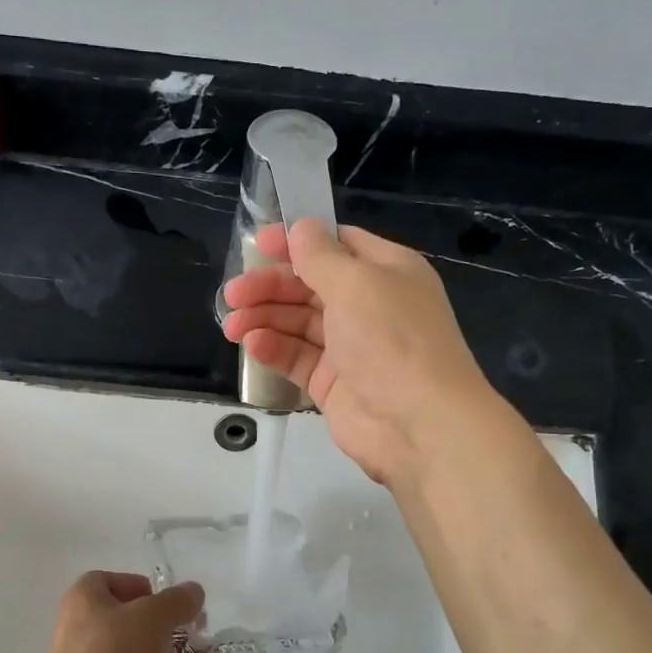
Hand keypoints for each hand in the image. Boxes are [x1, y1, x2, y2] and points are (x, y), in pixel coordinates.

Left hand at [32, 572, 212, 652]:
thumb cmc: (115, 651)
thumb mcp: (153, 616)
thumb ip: (178, 601)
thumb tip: (194, 591)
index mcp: (85, 602)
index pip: (107, 582)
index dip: (138, 586)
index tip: (167, 599)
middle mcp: (87, 633)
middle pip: (131, 622)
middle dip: (168, 626)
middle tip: (198, 630)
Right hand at [221, 219, 494, 485]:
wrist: (419, 424)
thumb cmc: (392, 340)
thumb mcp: (356, 284)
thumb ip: (321, 256)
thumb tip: (300, 228)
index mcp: (386, 271)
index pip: (336, 245)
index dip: (296, 243)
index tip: (257, 244)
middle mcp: (369, 305)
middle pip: (309, 285)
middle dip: (270, 286)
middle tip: (233, 295)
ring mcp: (350, 347)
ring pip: (298, 323)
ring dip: (264, 318)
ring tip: (232, 325)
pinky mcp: (333, 383)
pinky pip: (297, 358)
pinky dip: (274, 349)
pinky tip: (252, 346)